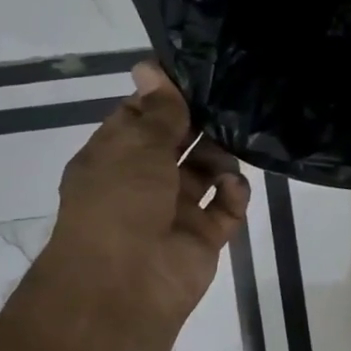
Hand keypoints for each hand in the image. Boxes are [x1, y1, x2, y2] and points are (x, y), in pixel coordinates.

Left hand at [47, 61, 250, 322]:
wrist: (125, 283)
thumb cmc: (120, 203)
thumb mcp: (136, 146)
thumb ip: (158, 111)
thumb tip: (149, 67)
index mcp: (115, 159)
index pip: (142, 118)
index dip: (166, 98)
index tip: (198, 76)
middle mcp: (144, 182)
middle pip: (179, 144)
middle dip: (202, 126)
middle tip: (232, 102)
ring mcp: (175, 211)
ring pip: (207, 173)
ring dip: (221, 158)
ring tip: (236, 145)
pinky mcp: (204, 236)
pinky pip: (226, 207)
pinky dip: (234, 194)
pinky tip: (233, 187)